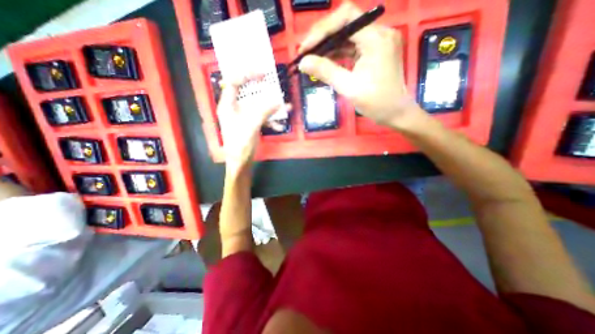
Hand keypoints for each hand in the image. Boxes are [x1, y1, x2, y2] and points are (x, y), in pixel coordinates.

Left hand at [218, 73, 291, 171]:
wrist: (240, 163)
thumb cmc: (240, 145)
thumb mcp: (252, 125)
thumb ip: (265, 111)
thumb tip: (279, 101)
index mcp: (228, 105)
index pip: (234, 82)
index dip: (247, 75)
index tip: (262, 74)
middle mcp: (235, 108)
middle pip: (248, 93)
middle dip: (262, 90)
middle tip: (273, 84)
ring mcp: (244, 117)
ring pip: (258, 106)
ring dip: (271, 108)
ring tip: (285, 109)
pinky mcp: (251, 124)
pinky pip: (262, 118)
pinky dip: (271, 120)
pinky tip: (279, 126)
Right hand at [300, 3, 425, 130]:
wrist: (395, 113)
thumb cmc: (376, 102)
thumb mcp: (348, 87)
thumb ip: (325, 72)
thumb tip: (303, 62)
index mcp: (376, 38)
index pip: (346, 18)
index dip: (322, 30)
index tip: (305, 47)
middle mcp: (379, 33)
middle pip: (346, 24)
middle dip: (323, 37)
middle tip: (305, 52)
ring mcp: (378, 42)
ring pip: (348, 36)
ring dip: (329, 46)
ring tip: (311, 58)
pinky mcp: (375, 52)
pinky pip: (353, 47)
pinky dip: (338, 53)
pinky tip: (325, 61)